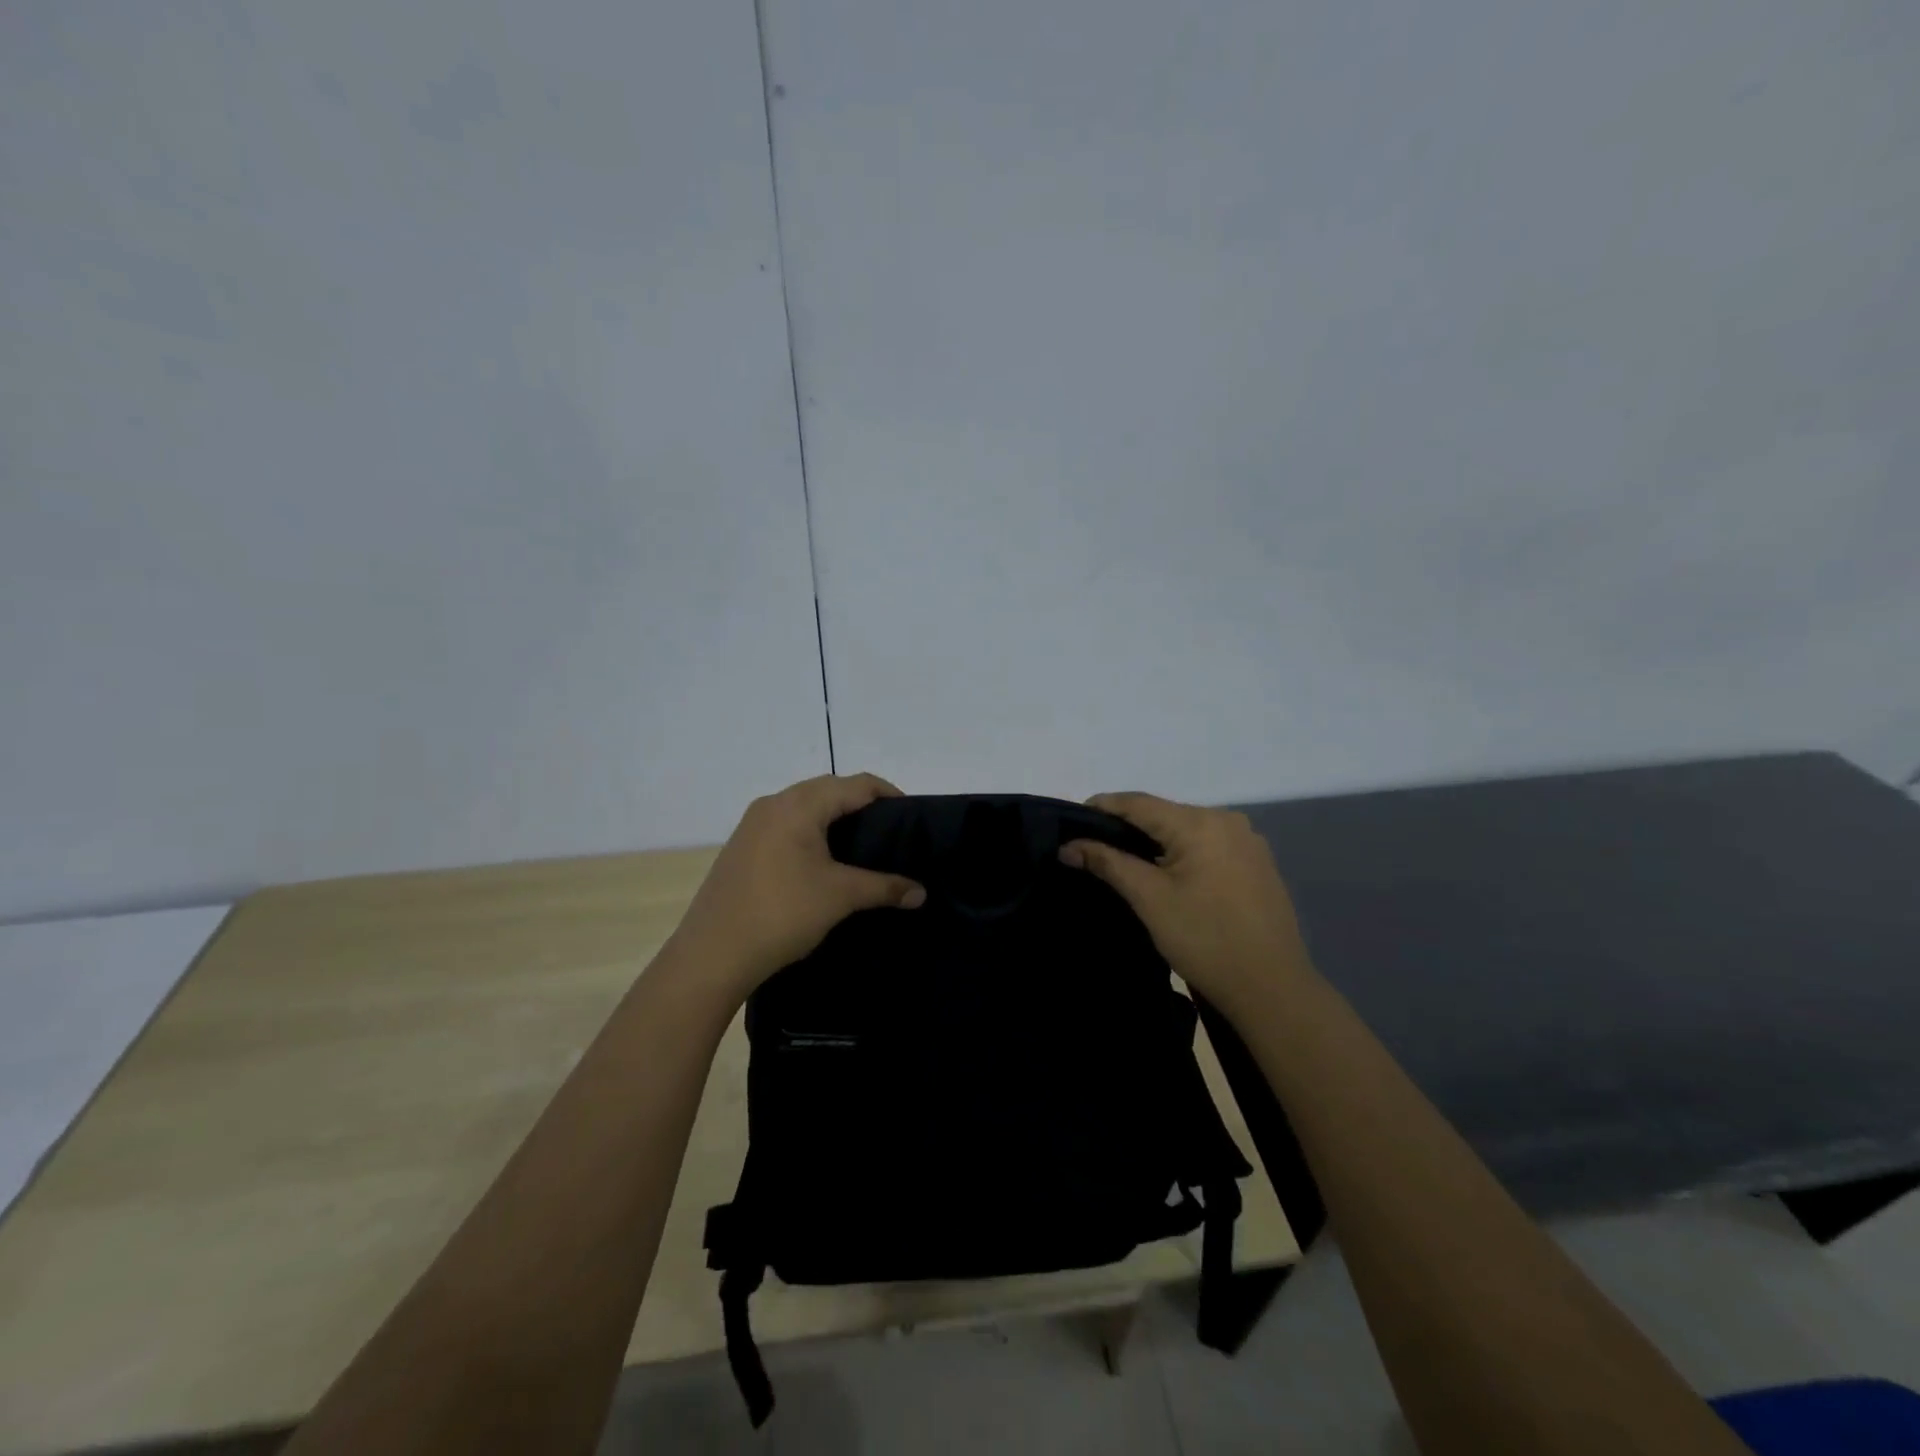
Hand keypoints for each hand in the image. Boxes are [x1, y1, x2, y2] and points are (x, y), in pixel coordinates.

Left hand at [666, 773, 925, 1005]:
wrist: (712, 954)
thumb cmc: (782, 914)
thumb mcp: (840, 897)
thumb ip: (885, 887)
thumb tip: (921, 892)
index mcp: (799, 805)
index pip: (855, 784)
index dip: (888, 794)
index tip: (912, 816)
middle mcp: (773, 803)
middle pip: (829, 789)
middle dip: (861, 803)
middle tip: (890, 831)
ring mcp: (752, 824)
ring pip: (805, 805)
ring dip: (834, 817)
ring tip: (861, 845)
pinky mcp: (742, 846)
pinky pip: (786, 823)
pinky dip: (811, 830)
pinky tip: (822, 860)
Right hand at [1060, 792, 1313, 1015]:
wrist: (1271, 988)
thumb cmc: (1205, 939)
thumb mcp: (1149, 899)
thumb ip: (1108, 863)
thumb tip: (1069, 846)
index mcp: (1200, 823)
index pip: (1138, 803)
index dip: (1102, 806)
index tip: (1072, 820)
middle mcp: (1227, 820)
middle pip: (1164, 814)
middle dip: (1127, 826)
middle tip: (1093, 846)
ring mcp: (1247, 841)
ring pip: (1186, 830)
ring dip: (1155, 841)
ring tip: (1124, 860)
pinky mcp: (1257, 863)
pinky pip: (1208, 845)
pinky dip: (1182, 853)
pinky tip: (1167, 874)